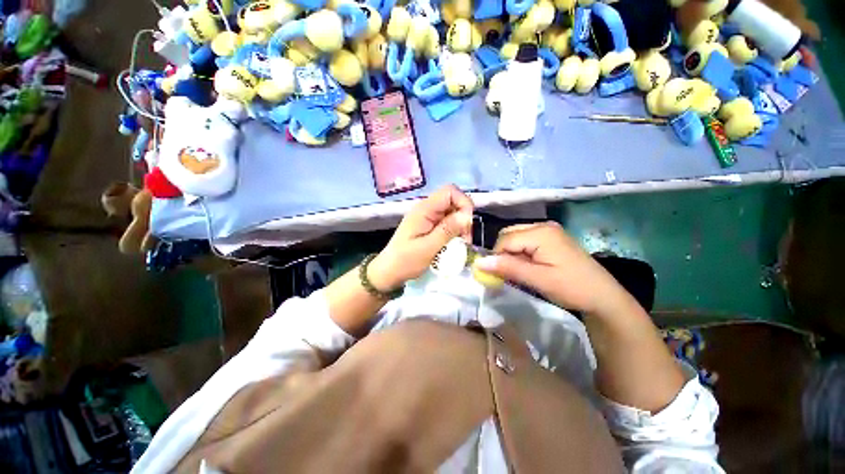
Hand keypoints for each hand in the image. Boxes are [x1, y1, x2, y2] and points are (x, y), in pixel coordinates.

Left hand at [369, 185, 473, 290]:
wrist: (389, 271)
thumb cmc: (406, 261)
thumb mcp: (428, 248)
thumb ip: (448, 230)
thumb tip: (467, 215)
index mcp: (424, 210)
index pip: (450, 191)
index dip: (463, 203)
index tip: (468, 224)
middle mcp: (426, 209)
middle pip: (453, 201)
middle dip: (464, 217)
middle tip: (466, 238)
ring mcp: (428, 217)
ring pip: (452, 212)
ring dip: (461, 225)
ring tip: (462, 243)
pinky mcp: (429, 226)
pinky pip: (447, 222)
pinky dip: (455, 231)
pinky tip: (454, 243)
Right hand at [474, 222, 630, 315]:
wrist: (603, 296)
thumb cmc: (572, 287)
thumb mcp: (538, 279)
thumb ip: (508, 268)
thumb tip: (479, 262)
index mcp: (541, 232)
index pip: (504, 240)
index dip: (496, 256)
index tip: (497, 275)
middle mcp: (542, 225)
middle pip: (508, 235)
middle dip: (503, 253)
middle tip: (509, 273)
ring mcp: (548, 230)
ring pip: (515, 237)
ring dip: (511, 254)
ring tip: (520, 271)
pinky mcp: (550, 237)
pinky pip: (525, 240)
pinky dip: (520, 253)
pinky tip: (528, 266)